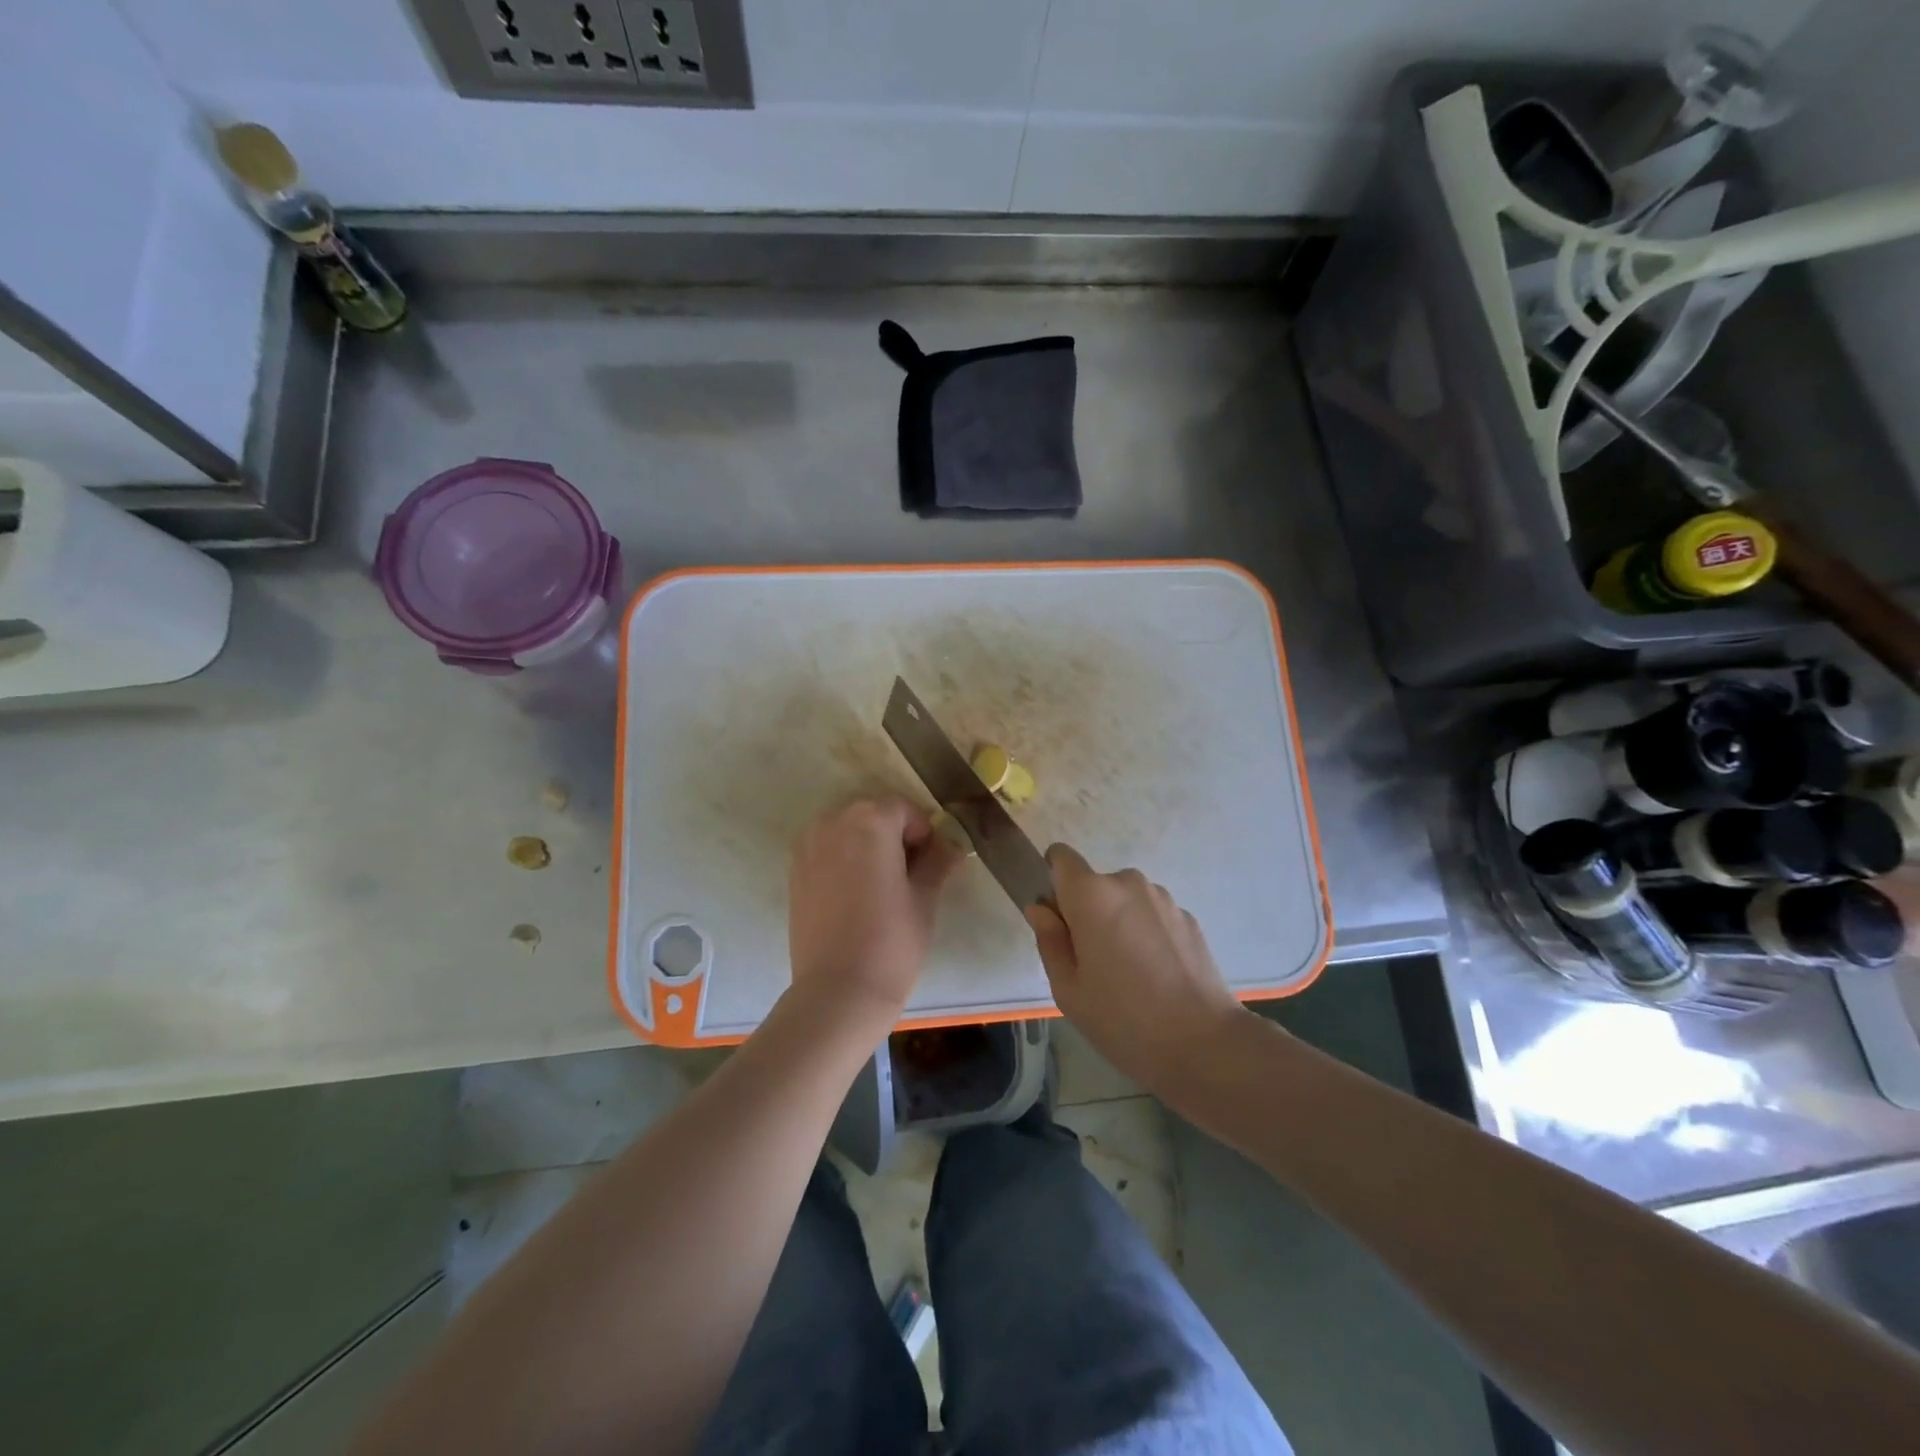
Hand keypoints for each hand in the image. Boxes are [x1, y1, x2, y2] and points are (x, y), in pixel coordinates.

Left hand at [788, 797, 960, 1021]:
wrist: (838, 991)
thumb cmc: (892, 941)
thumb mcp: (924, 898)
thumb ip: (937, 861)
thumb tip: (951, 844)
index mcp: (870, 821)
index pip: (905, 809)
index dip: (923, 833)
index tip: (931, 863)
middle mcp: (833, 822)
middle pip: (872, 814)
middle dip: (893, 834)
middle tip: (909, 874)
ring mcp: (808, 846)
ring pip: (846, 829)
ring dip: (866, 844)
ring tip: (881, 885)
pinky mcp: (794, 871)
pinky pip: (826, 849)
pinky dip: (843, 859)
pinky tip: (855, 895)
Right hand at [1026, 844, 1247, 1092]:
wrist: (1204, 1044)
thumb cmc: (1123, 1019)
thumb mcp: (1068, 989)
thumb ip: (1049, 940)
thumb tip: (1041, 909)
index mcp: (1091, 895)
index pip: (1061, 857)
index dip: (1053, 881)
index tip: (1058, 919)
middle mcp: (1128, 883)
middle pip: (1094, 885)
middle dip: (1088, 912)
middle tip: (1092, 963)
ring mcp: (1163, 899)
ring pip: (1126, 901)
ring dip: (1120, 923)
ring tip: (1130, 975)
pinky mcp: (1189, 918)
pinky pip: (1153, 916)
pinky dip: (1148, 935)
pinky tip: (1158, 978)